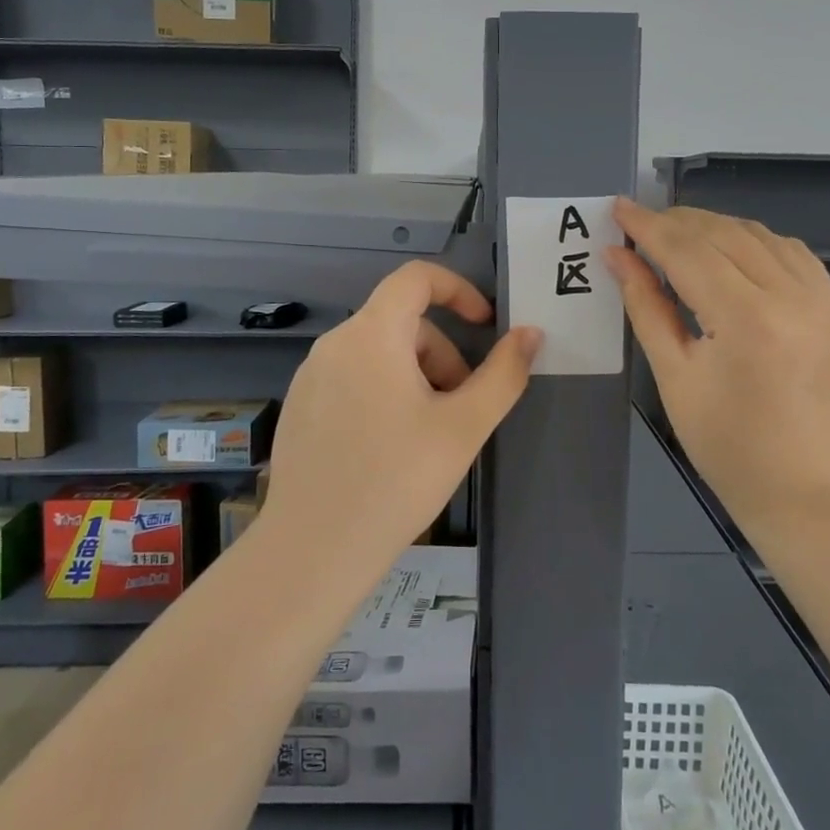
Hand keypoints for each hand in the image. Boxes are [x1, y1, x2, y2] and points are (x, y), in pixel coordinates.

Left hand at [259, 262, 540, 594]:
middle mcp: (334, 343)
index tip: (484, 325)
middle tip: (461, 408)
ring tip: (429, 434)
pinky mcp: (300, 407)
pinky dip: (383, 392)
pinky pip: (352, 378)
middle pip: (401, 322)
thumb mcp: (464, 427)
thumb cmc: (396, 480)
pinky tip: (390, 449)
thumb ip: (504, 374)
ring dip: (416, 376)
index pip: (415, 278)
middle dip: (442, 354)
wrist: (313, 551)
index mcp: (371, 335)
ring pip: (378, 353)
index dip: (458, 289)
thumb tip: (530, 334)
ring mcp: (310, 376)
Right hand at [606, 199, 829, 518]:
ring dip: (713, 226)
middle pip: (722, 234)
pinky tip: (730, 248)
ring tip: (676, 233)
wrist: (805, 487)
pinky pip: (790, 251)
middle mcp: (790, 295)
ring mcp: (820, 298)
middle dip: (676, 222)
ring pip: (758, 235)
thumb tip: (617, 257)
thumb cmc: (727, 444)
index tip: (618, 207)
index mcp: (746, 319)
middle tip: (639, 222)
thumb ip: (646, 307)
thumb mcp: (674, 376)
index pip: (687, 252)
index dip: (648, 227)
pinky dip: (753, 240)